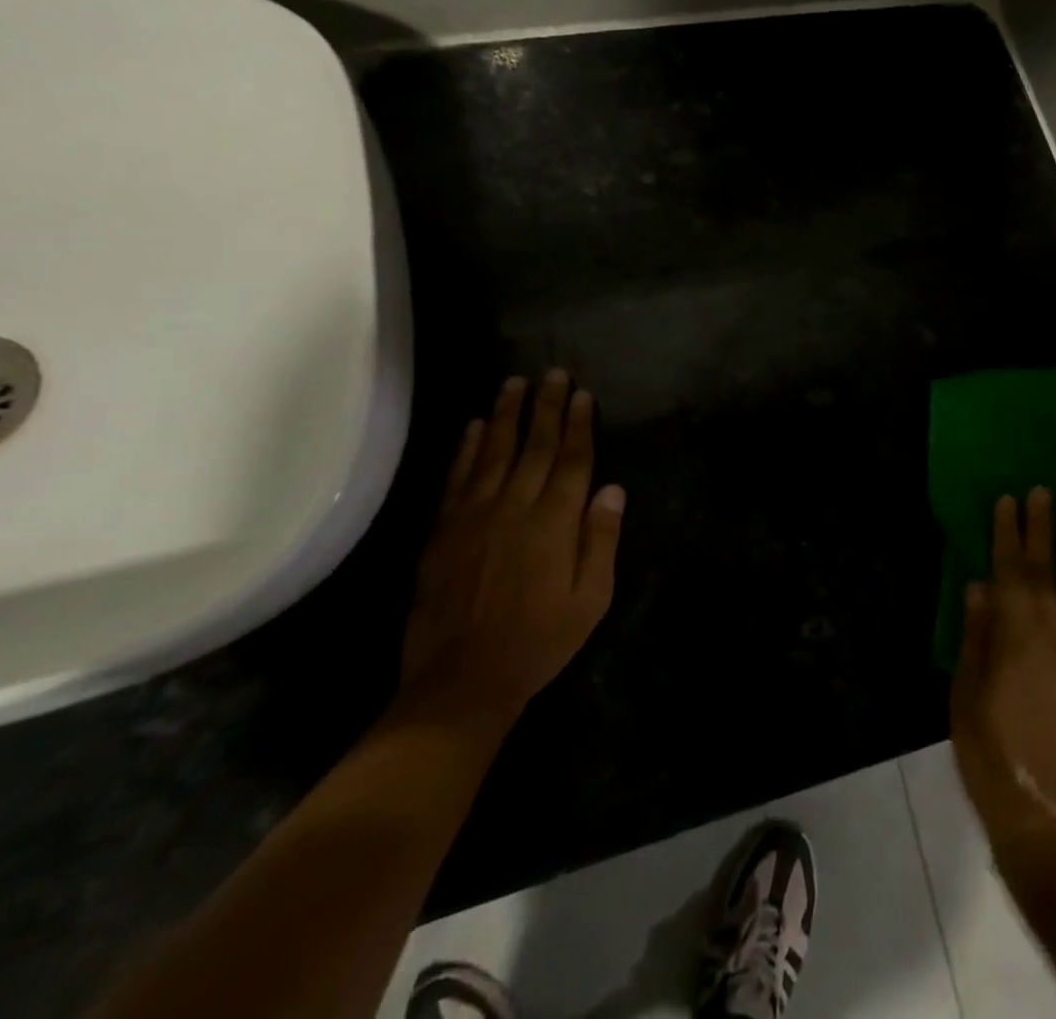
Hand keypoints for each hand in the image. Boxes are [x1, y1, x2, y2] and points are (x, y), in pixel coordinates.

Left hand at [398, 372, 624, 731]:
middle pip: (535, 445)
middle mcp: (515, 506)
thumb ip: (601, 539)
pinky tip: (473, 426)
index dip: (580, 424)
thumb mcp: (592, 598)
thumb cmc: (540, 640)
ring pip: (494, 451)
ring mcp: (474, 515)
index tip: (584, 394)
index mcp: (555, 522)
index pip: (573, 459)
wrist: (462, 681)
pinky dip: (466, 448)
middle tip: (554, 373)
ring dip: (507, 414)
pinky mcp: (443, 531)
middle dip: (547, 406)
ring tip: (514, 382)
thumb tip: (612, 489)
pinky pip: (457, 477)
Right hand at [950, 488, 1055, 853]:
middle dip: (1045, 529)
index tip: (1009, 500)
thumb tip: (978, 584)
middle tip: (1046, 492)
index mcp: (1014, 635)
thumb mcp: (965, 694)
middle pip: (1048, 571)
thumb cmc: (991, 753)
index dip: (1008, 533)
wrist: (1044, 814)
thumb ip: (975, 636)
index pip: (1008, 571)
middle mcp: (1054, 634)